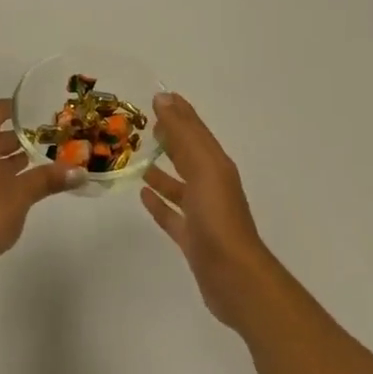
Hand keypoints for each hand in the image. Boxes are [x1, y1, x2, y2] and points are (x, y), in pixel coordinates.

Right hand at [141, 93, 277, 329]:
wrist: (234, 277)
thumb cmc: (218, 218)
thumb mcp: (203, 168)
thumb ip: (184, 134)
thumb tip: (164, 98)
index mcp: (216, 166)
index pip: (195, 131)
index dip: (179, 113)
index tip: (158, 96)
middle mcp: (211, 186)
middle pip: (188, 155)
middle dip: (170, 138)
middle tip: (144, 123)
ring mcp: (202, 214)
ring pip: (179, 184)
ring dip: (162, 170)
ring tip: (138, 158)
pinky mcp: (192, 238)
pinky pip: (172, 214)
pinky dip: (159, 203)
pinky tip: (142, 194)